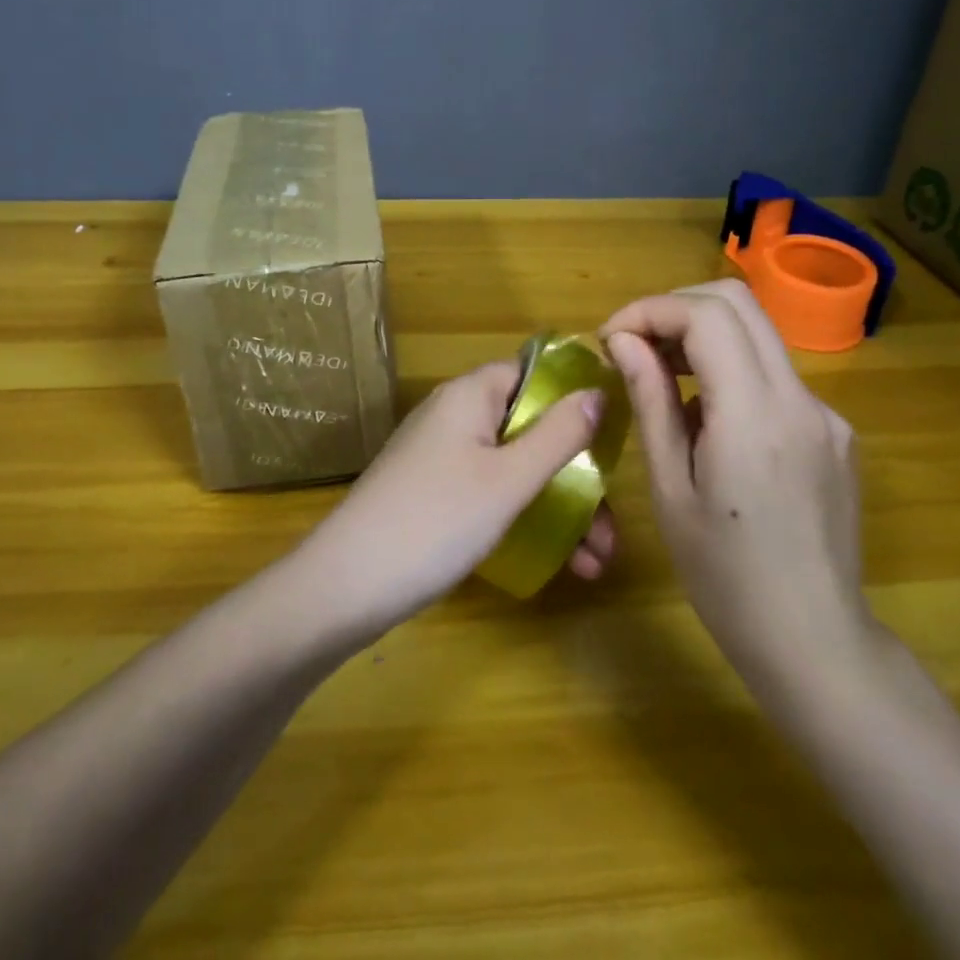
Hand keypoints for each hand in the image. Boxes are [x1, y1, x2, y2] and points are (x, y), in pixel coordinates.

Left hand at [297, 362, 618, 636]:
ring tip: (596, 560)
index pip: (533, 374)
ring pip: (515, 469)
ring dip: (559, 507)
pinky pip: (492, 493)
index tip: (613, 440)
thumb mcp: (509, 480)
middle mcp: (455, 416)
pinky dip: (525, 519)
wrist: (346, 585)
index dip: (574, 399)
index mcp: (470, 396)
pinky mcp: (434, 494)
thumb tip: (598, 393)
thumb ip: (558, 435)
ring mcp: (442, 457)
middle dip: (576, 475)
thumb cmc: (436, 520)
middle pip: (530, 429)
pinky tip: (561, 564)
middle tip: (611, 527)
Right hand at [601, 281, 876, 689]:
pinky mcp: (834, 433)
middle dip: (676, 308)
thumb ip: (652, 402)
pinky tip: (709, 425)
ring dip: (703, 337)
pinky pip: (774, 376)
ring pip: (758, 335)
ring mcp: (825, 414)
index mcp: (755, 415)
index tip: (612, 338)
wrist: (816, 643)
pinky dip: (731, 373)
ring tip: (661, 381)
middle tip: (633, 345)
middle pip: (739, 303)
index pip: (707, 315)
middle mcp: (800, 398)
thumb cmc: (725, 578)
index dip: (651, 310)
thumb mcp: (670, 490)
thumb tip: (625, 342)